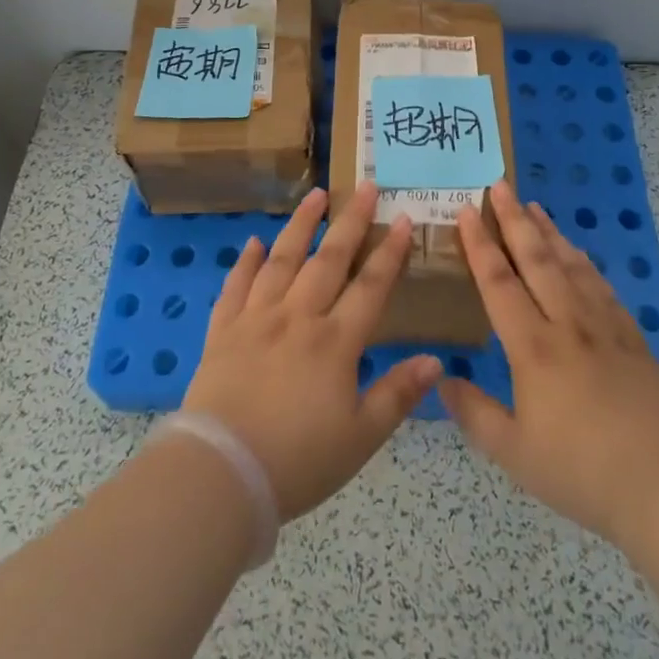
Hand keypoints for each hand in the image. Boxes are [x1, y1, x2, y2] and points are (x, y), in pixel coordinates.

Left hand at [182, 184, 441, 520]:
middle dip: (350, 221)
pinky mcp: (223, 331)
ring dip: (301, 225)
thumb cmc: (299, 460)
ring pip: (283, 260)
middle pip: (329, 260)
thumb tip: (436, 360)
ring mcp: (256, 319)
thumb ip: (398, 394)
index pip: (371, 286)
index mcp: (335, 342)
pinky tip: (254, 242)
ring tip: (315, 195)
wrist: (222, 472)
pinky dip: (246, 262)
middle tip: (364, 186)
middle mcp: (298, 317)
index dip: (390, 251)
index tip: (402, 217)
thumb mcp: (361, 437)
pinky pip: (236, 287)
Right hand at [440, 181, 658, 546]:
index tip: (467, 210)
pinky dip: (584, 261)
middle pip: (537, 259)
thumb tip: (442, 380)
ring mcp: (604, 327)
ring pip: (571, 265)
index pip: (499, 282)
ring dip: (549, 232)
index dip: (480, 244)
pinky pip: (602, 286)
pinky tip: (579, 254)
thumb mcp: (514, 452)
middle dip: (515, 219)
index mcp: (533, 347)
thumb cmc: (583, 470)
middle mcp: (567, 324)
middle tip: (499, 185)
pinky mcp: (632, 338)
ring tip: (534, 206)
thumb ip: (474, 413)